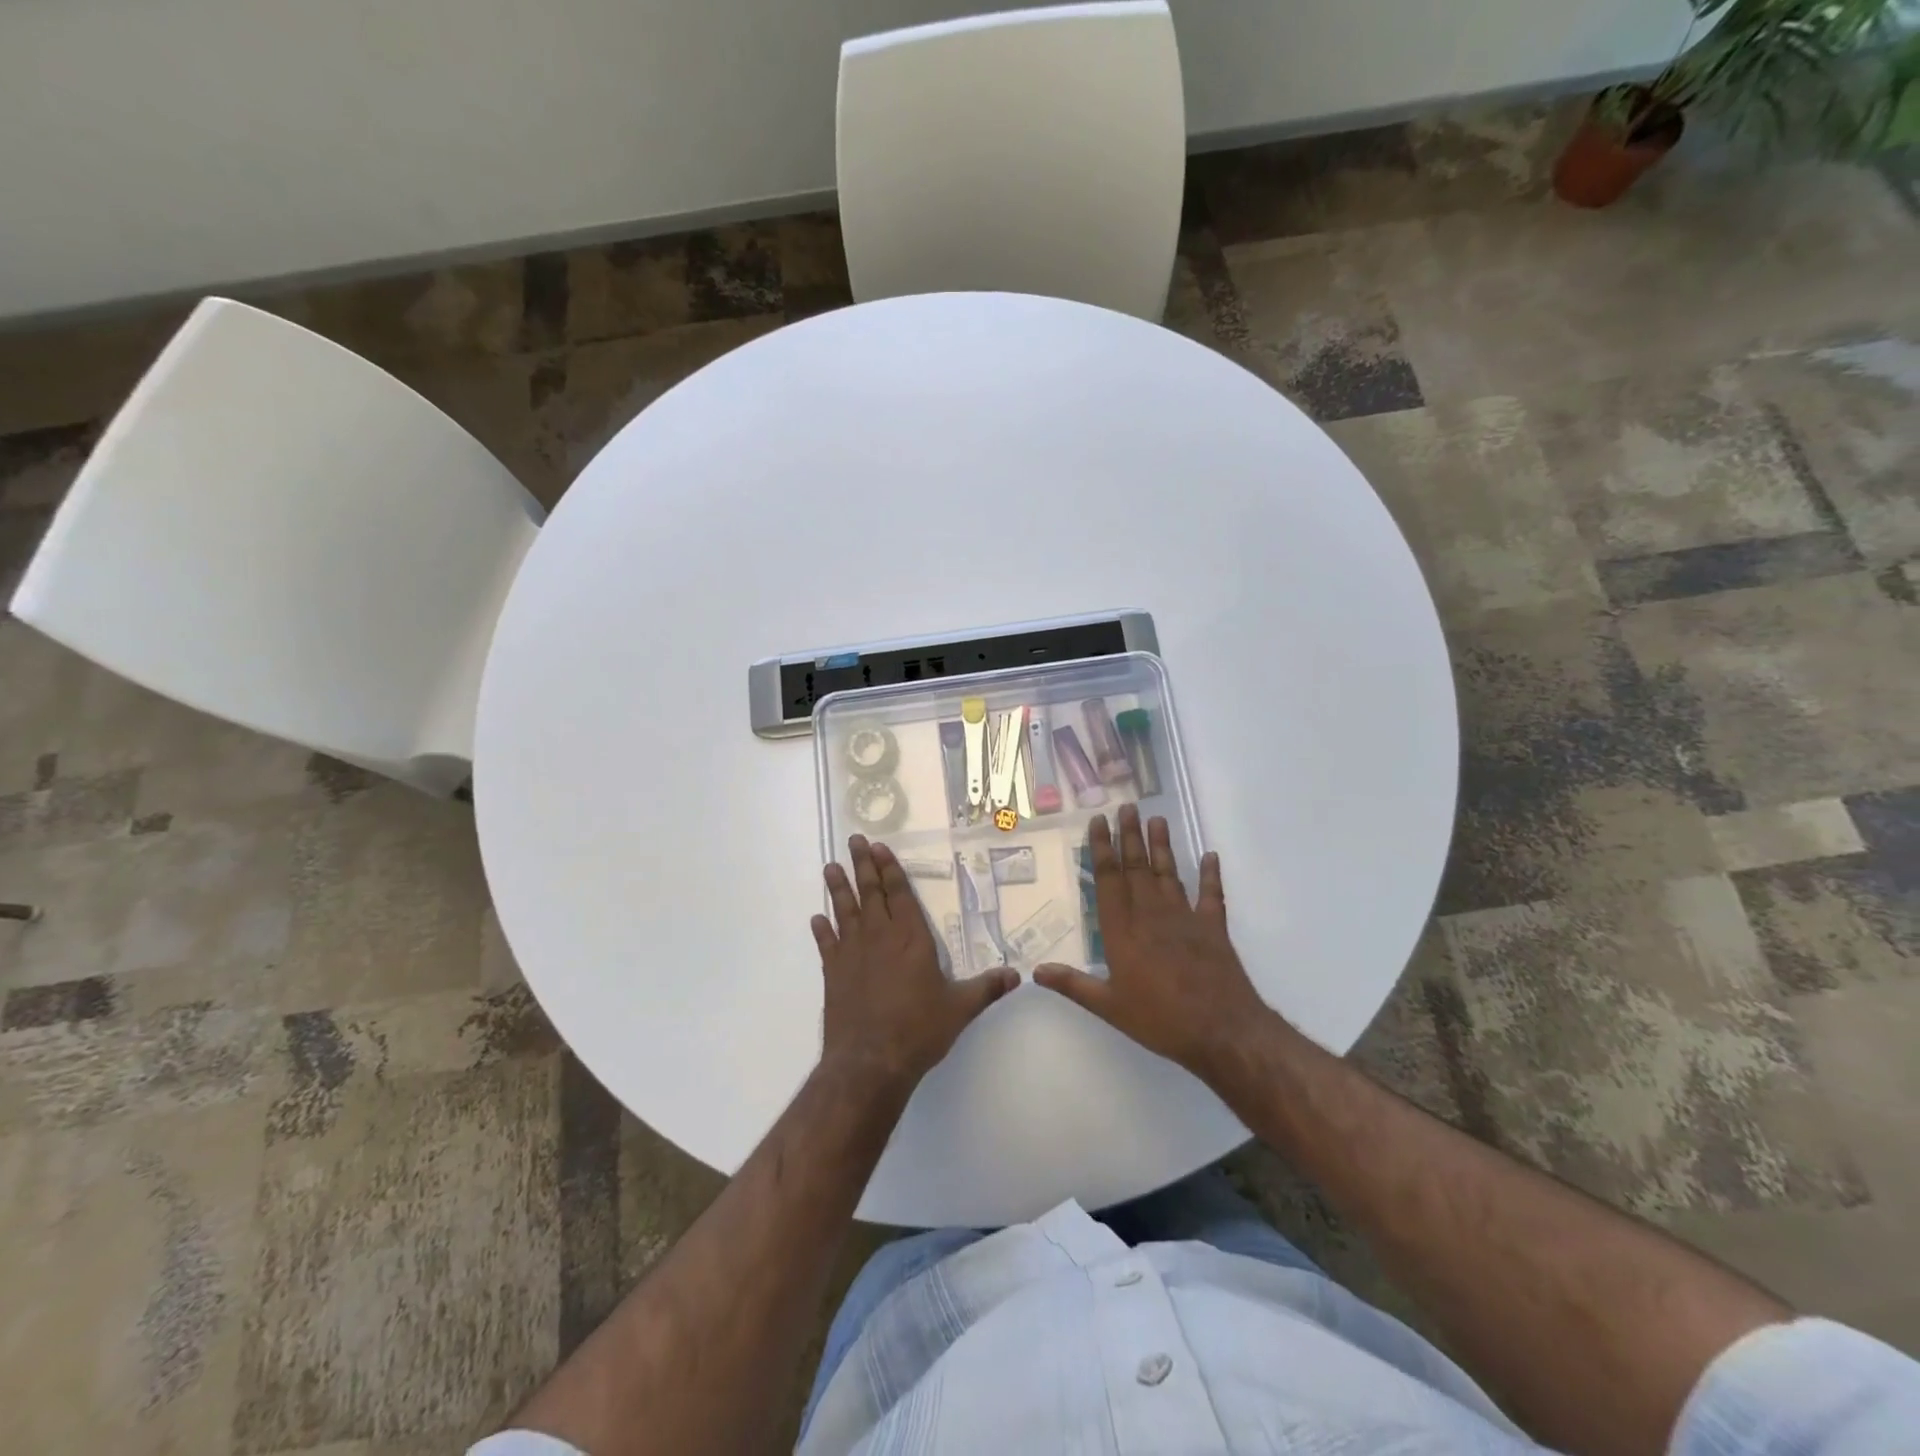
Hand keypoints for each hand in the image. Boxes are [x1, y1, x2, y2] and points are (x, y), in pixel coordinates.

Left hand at [813, 835, 1018, 1093]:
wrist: (870, 1062)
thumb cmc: (918, 1030)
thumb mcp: (960, 1009)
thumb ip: (986, 988)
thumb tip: (1016, 975)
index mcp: (911, 938)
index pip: (899, 894)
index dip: (890, 869)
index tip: (879, 847)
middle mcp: (880, 937)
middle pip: (870, 893)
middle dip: (863, 865)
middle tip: (854, 840)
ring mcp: (853, 954)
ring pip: (845, 911)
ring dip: (838, 888)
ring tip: (830, 866)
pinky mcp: (834, 974)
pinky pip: (826, 944)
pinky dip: (821, 930)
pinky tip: (816, 918)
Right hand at [1034, 804, 1269, 1078]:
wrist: (1222, 1030)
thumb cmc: (1160, 1019)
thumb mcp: (1109, 1007)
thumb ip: (1073, 985)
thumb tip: (1036, 971)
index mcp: (1123, 931)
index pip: (1109, 880)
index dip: (1103, 849)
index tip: (1099, 822)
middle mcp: (1151, 915)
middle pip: (1138, 867)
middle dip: (1130, 836)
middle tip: (1127, 807)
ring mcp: (1185, 918)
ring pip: (1169, 874)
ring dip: (1162, 846)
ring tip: (1157, 819)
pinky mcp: (1213, 928)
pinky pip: (1211, 895)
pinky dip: (1211, 875)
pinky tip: (1210, 856)